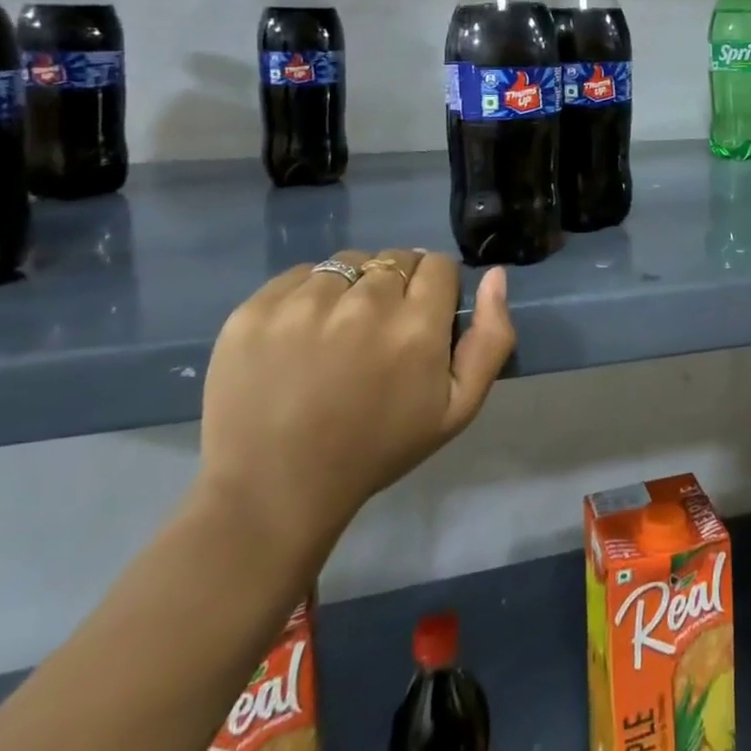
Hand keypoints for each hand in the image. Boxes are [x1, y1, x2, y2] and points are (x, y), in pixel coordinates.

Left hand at [193, 250, 515, 575]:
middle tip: (378, 332)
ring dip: (352, 287)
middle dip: (395, 286)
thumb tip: (495, 276)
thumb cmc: (377, 449)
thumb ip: (491, 338)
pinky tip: (301, 335)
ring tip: (337, 332)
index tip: (421, 318)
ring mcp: (303, 304)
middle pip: (394, 259)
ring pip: (347, 263)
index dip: (435, 288)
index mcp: (415, 327)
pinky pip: (299, 274)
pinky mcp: (255, 310)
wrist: (273, 491)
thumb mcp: (457, 409)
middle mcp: (363, 303)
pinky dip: (307, 294)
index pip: (437, 264)